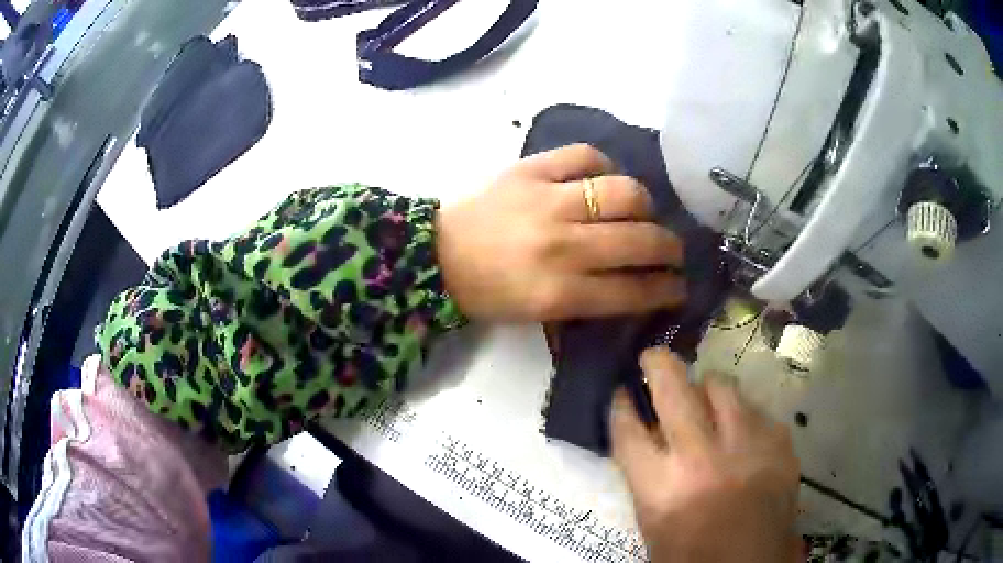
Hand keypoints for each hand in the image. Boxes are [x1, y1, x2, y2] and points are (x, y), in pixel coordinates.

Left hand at [435, 144, 684, 320]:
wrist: (437, 256)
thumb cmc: (489, 293)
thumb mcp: (540, 315)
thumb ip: (591, 301)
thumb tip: (637, 284)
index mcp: (560, 292)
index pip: (634, 290)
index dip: (667, 289)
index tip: (680, 286)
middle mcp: (561, 245)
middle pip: (640, 240)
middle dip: (670, 248)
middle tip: (672, 249)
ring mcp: (547, 200)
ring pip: (624, 192)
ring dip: (645, 203)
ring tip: (642, 211)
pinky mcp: (530, 169)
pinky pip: (585, 155)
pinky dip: (603, 165)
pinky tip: (603, 179)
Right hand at [611, 347, 800, 562]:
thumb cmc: (693, 554)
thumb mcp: (654, 522)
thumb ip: (648, 475)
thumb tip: (649, 431)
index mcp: (661, 489)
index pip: (628, 429)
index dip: (620, 404)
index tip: (621, 390)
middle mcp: (702, 458)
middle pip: (674, 390)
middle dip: (657, 365)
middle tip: (653, 358)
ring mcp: (747, 445)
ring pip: (722, 386)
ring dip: (706, 387)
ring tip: (704, 397)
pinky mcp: (779, 443)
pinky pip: (756, 408)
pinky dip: (742, 413)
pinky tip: (741, 430)